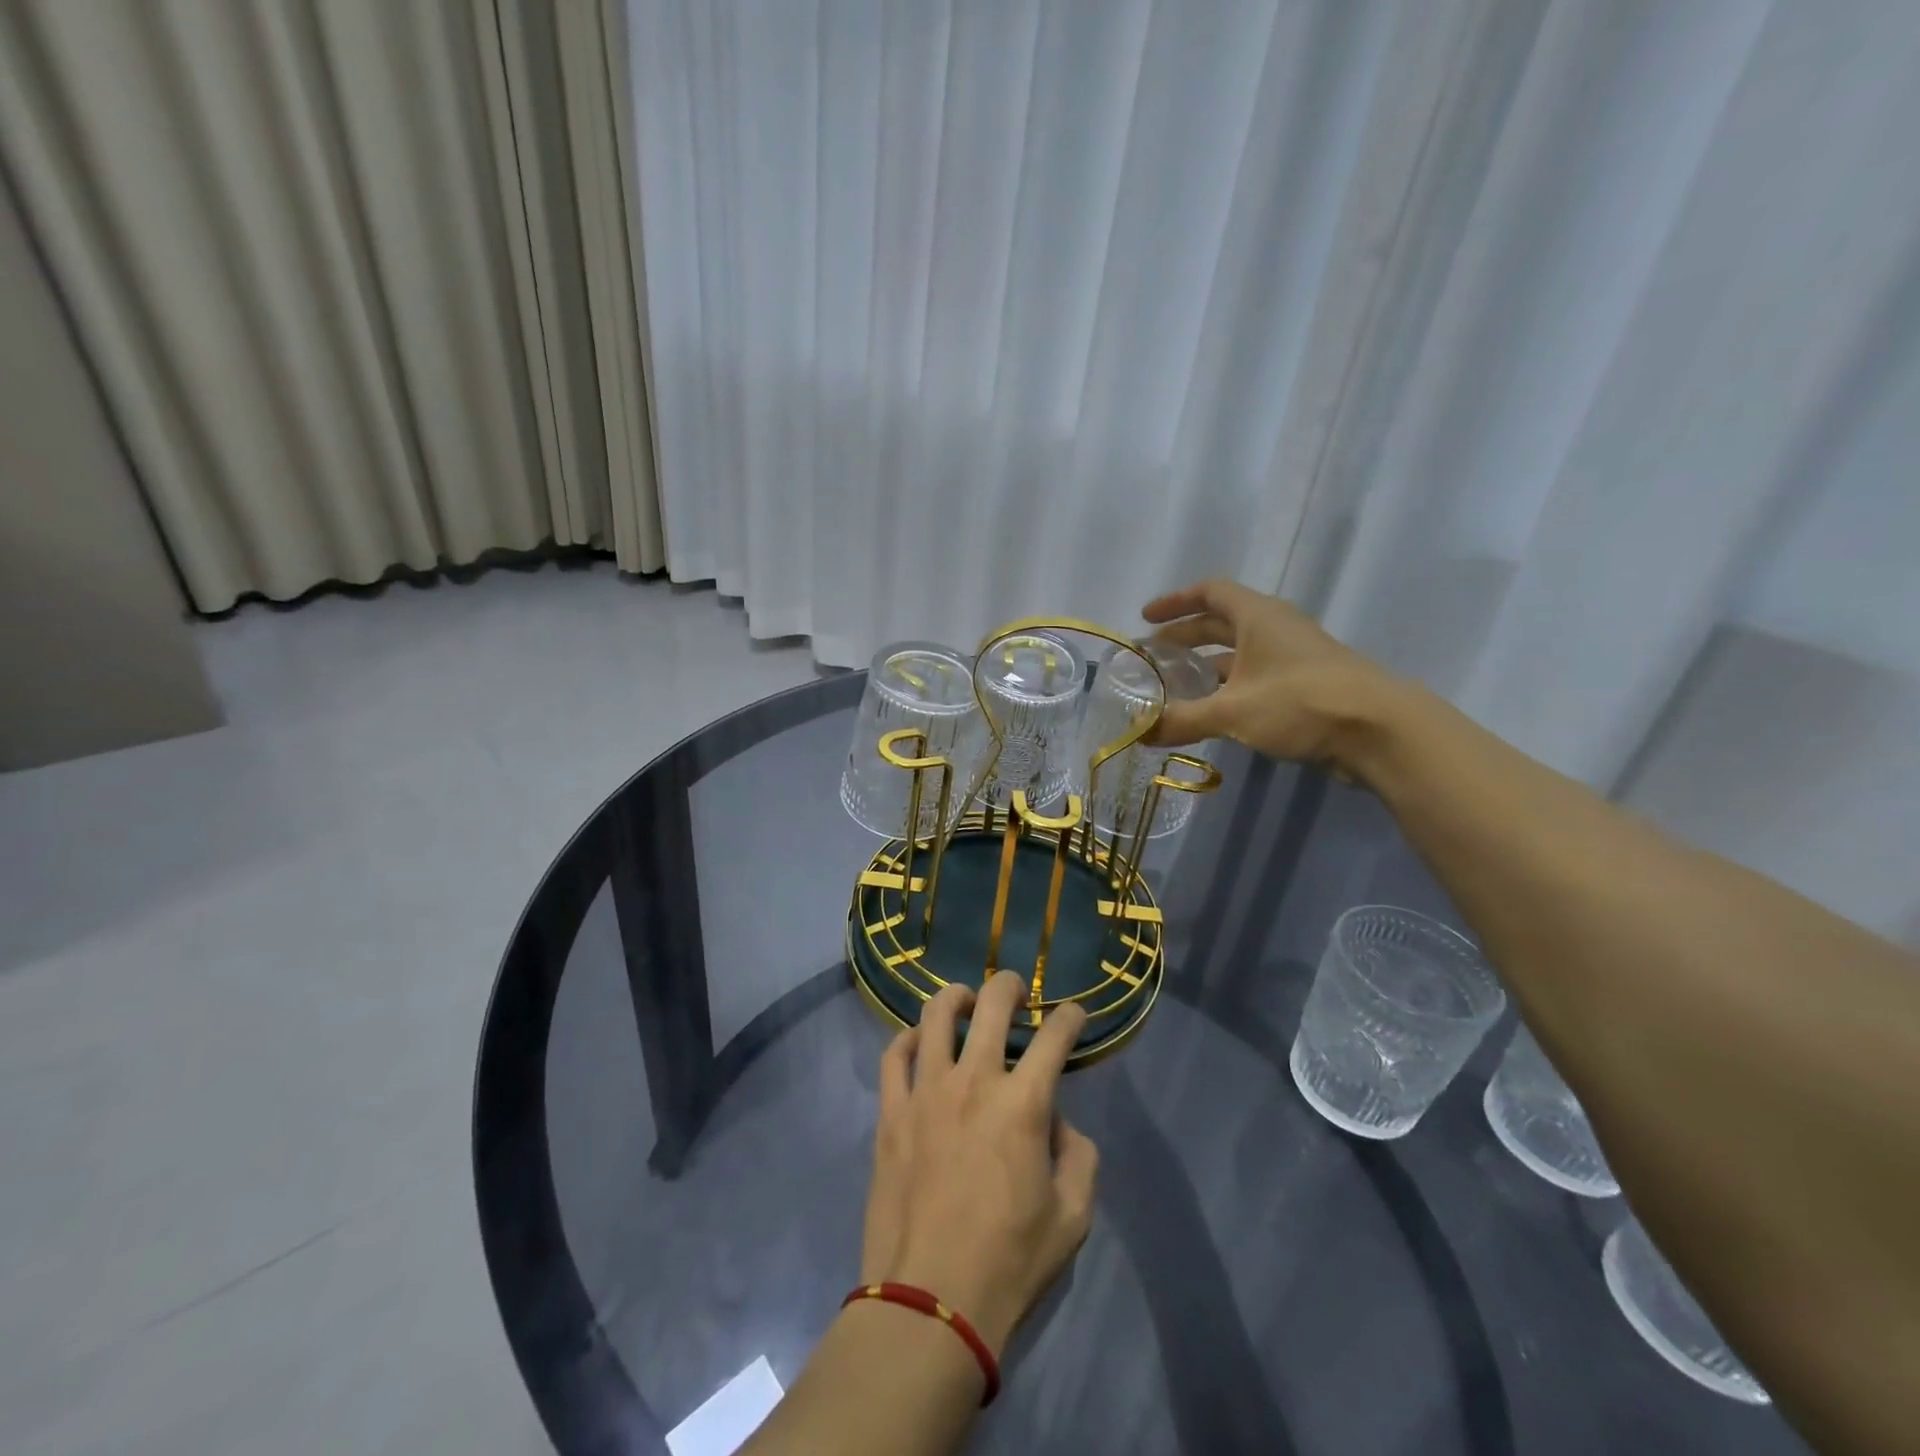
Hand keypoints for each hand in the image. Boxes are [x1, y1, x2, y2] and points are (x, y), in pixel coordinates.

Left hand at [860, 973, 1098, 1356]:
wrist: (930, 1303)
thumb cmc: (1009, 1262)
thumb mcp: (1073, 1217)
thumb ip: (1077, 1155)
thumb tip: (1055, 1121)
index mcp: (1023, 1104)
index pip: (1054, 1036)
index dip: (1070, 1016)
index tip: (1075, 1013)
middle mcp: (974, 1082)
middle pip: (991, 1004)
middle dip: (1010, 985)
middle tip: (1017, 991)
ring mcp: (926, 1092)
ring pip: (936, 1015)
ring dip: (956, 997)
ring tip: (965, 1001)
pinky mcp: (891, 1112)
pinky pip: (894, 1055)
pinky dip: (908, 1037)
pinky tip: (919, 1040)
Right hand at [1142, 578, 1398, 772]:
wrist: (1379, 730)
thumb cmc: (1300, 702)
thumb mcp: (1232, 711)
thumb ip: (1182, 719)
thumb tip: (1139, 732)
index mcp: (1257, 616)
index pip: (1210, 592)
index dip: (1175, 601)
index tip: (1146, 618)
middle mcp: (1275, 628)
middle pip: (1221, 622)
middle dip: (1185, 636)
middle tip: (1154, 655)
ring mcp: (1293, 657)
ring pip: (1239, 653)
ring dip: (1206, 665)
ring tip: (1176, 685)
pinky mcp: (1305, 686)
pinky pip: (1255, 677)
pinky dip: (1228, 687)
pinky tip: (1213, 711)